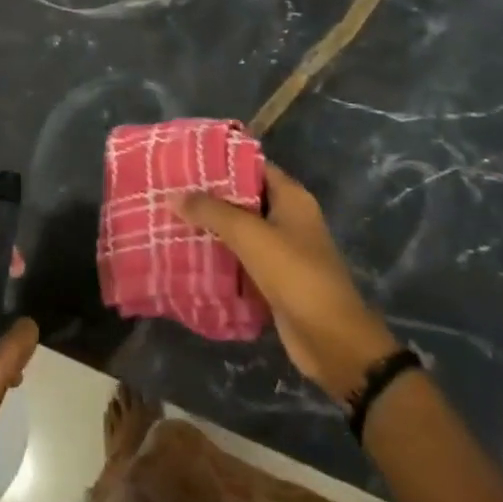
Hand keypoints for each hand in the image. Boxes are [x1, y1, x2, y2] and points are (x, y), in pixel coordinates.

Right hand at [180, 164, 396, 401]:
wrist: (332, 341)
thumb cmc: (295, 275)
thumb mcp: (251, 236)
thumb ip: (213, 212)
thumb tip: (174, 195)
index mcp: (291, 197)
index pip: (252, 165)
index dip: (221, 161)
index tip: (186, 160)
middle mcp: (288, 217)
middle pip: (244, 196)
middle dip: (210, 195)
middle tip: (171, 190)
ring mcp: (282, 248)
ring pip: (240, 229)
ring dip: (212, 226)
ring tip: (172, 218)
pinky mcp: (274, 278)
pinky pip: (241, 257)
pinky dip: (220, 254)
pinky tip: (189, 253)